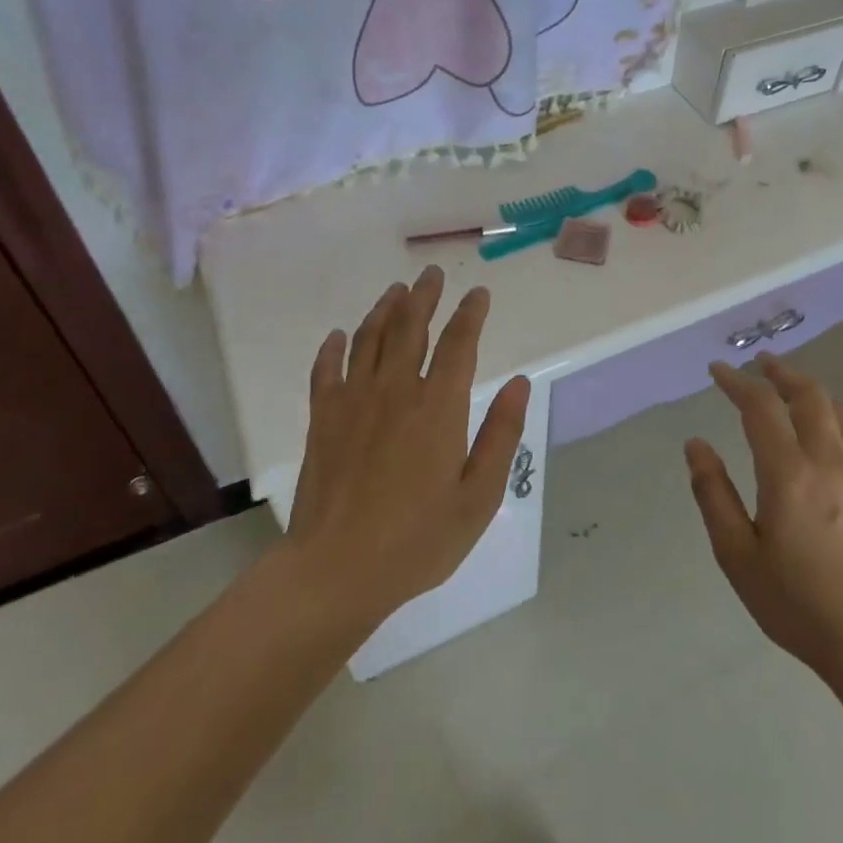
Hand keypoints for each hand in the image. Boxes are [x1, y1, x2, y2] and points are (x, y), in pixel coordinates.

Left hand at [287, 267, 529, 627]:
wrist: (337, 569)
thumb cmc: (418, 539)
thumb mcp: (479, 496)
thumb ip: (501, 435)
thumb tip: (520, 383)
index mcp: (438, 407)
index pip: (459, 343)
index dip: (471, 313)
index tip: (479, 294)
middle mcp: (395, 390)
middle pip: (411, 327)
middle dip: (424, 296)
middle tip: (431, 274)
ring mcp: (353, 401)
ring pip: (370, 339)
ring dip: (384, 310)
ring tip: (396, 291)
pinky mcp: (322, 419)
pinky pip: (326, 370)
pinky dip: (333, 348)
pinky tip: (338, 336)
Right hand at [685, 354, 842, 686]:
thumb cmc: (798, 603)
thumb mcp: (737, 555)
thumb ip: (713, 494)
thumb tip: (695, 444)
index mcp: (788, 473)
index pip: (759, 407)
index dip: (737, 382)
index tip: (718, 371)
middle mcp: (829, 460)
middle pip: (807, 395)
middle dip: (780, 372)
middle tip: (759, 364)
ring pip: (840, 410)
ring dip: (812, 390)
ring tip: (792, 388)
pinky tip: (837, 424)